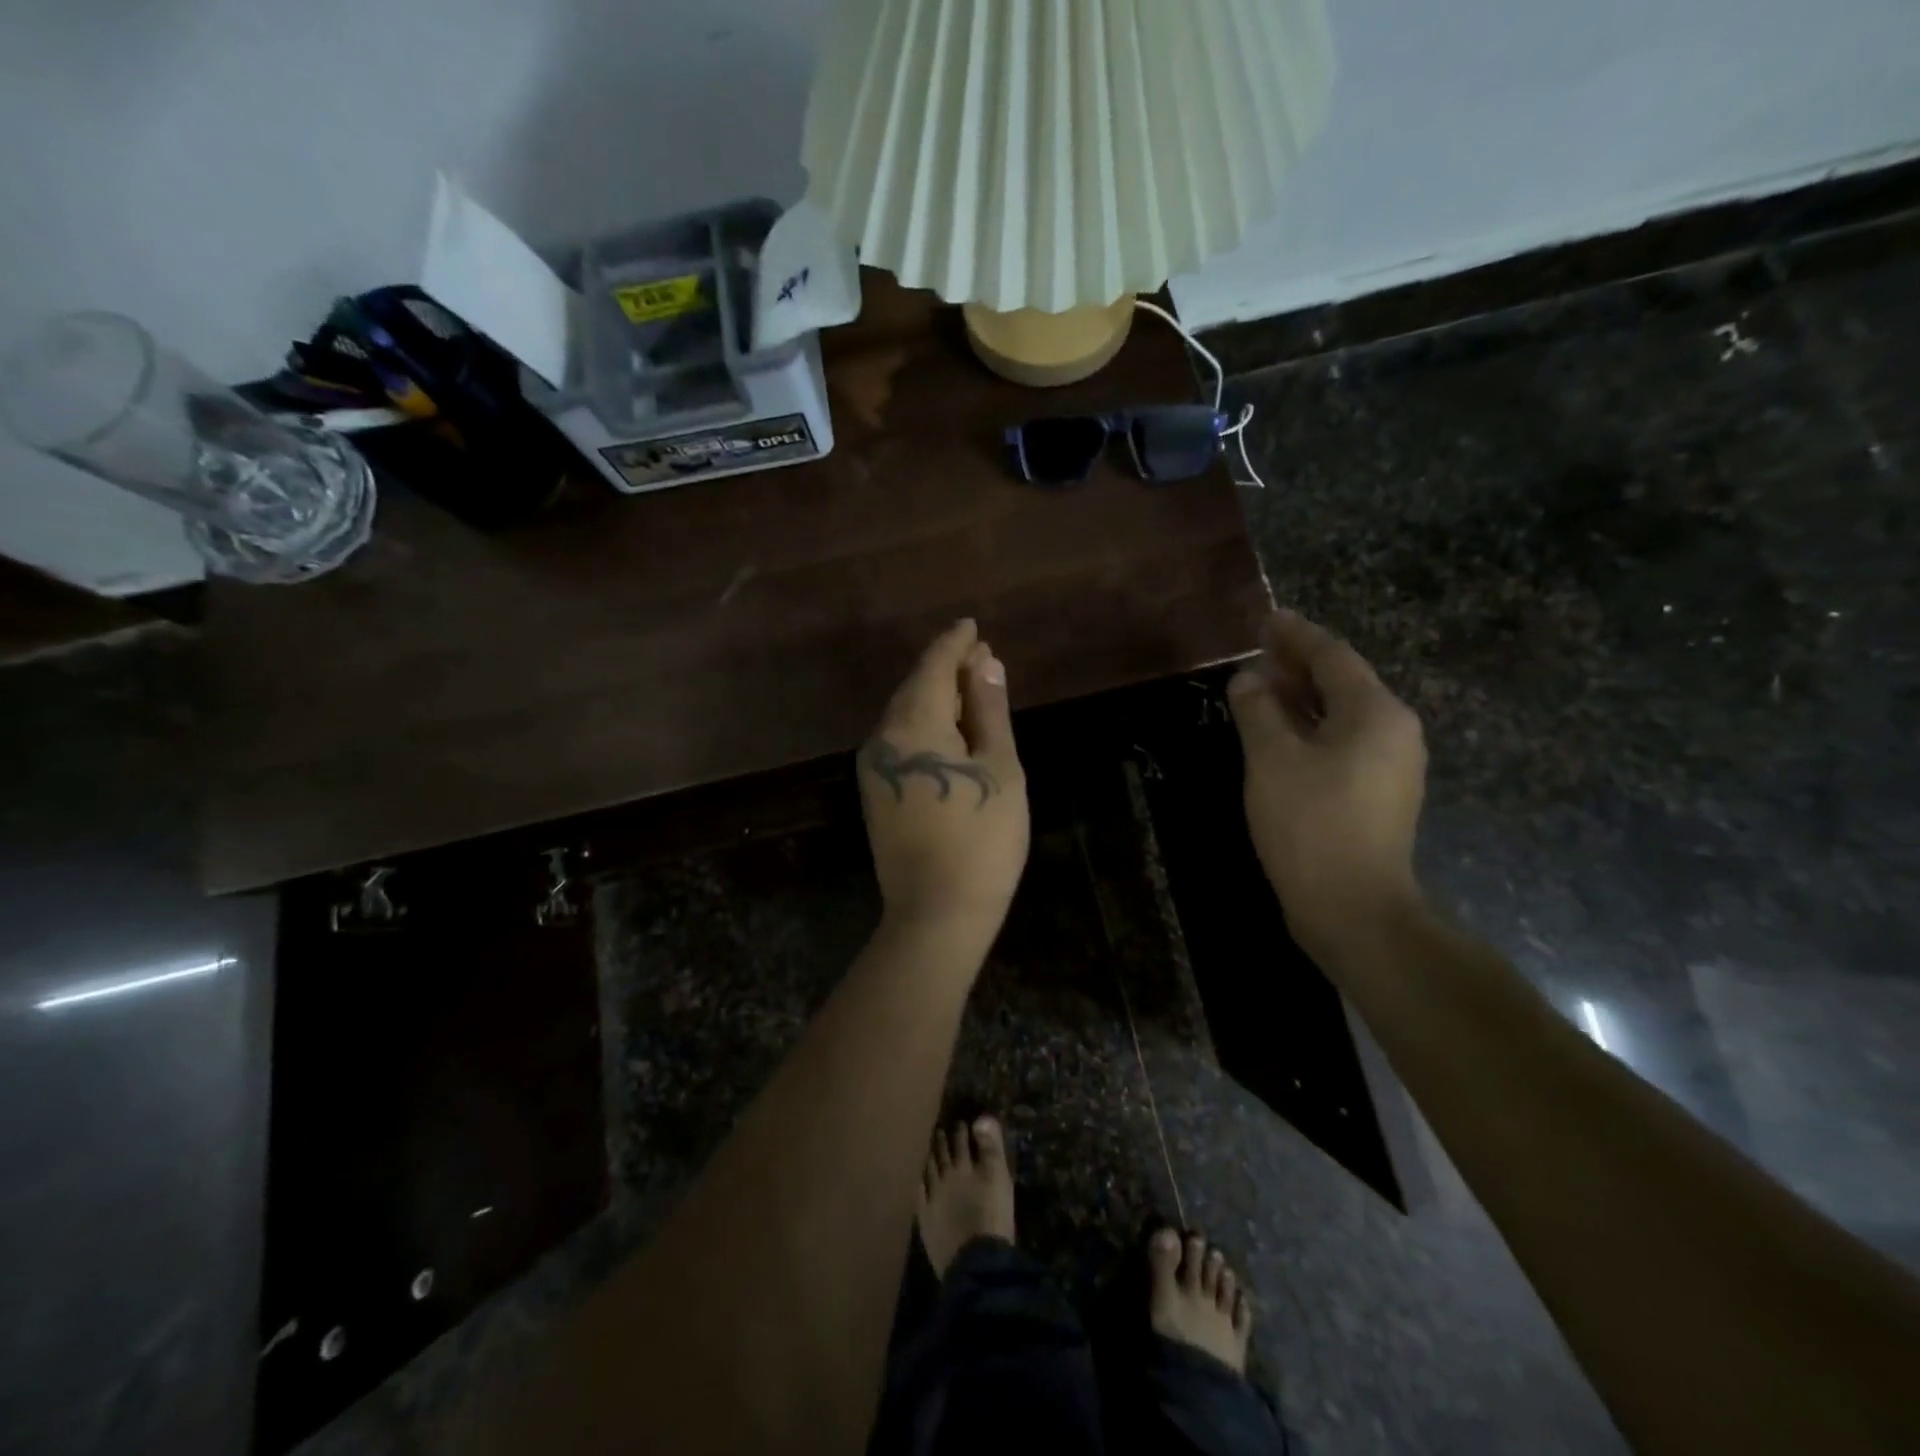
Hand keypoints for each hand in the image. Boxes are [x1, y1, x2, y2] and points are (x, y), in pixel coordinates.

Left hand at [860, 620, 1029, 938]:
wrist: (937, 912)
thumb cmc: (982, 838)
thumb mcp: (999, 768)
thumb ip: (988, 711)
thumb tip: (985, 663)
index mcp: (913, 723)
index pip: (933, 666)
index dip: (954, 644)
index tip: (972, 626)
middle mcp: (882, 737)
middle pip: (915, 688)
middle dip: (947, 669)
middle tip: (981, 658)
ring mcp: (874, 768)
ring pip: (905, 716)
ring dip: (936, 698)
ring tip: (971, 690)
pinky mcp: (876, 793)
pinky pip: (900, 742)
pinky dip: (926, 726)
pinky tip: (950, 732)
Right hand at [1227, 609, 1427, 959]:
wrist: (1353, 906)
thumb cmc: (1309, 823)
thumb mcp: (1271, 759)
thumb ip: (1257, 710)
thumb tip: (1248, 679)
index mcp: (1375, 712)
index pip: (1332, 656)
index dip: (1296, 635)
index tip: (1267, 618)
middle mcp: (1394, 730)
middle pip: (1344, 682)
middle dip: (1299, 664)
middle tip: (1258, 650)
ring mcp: (1392, 764)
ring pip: (1343, 714)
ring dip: (1303, 696)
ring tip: (1262, 686)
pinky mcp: (1379, 793)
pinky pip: (1344, 741)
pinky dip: (1311, 727)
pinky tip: (1281, 733)